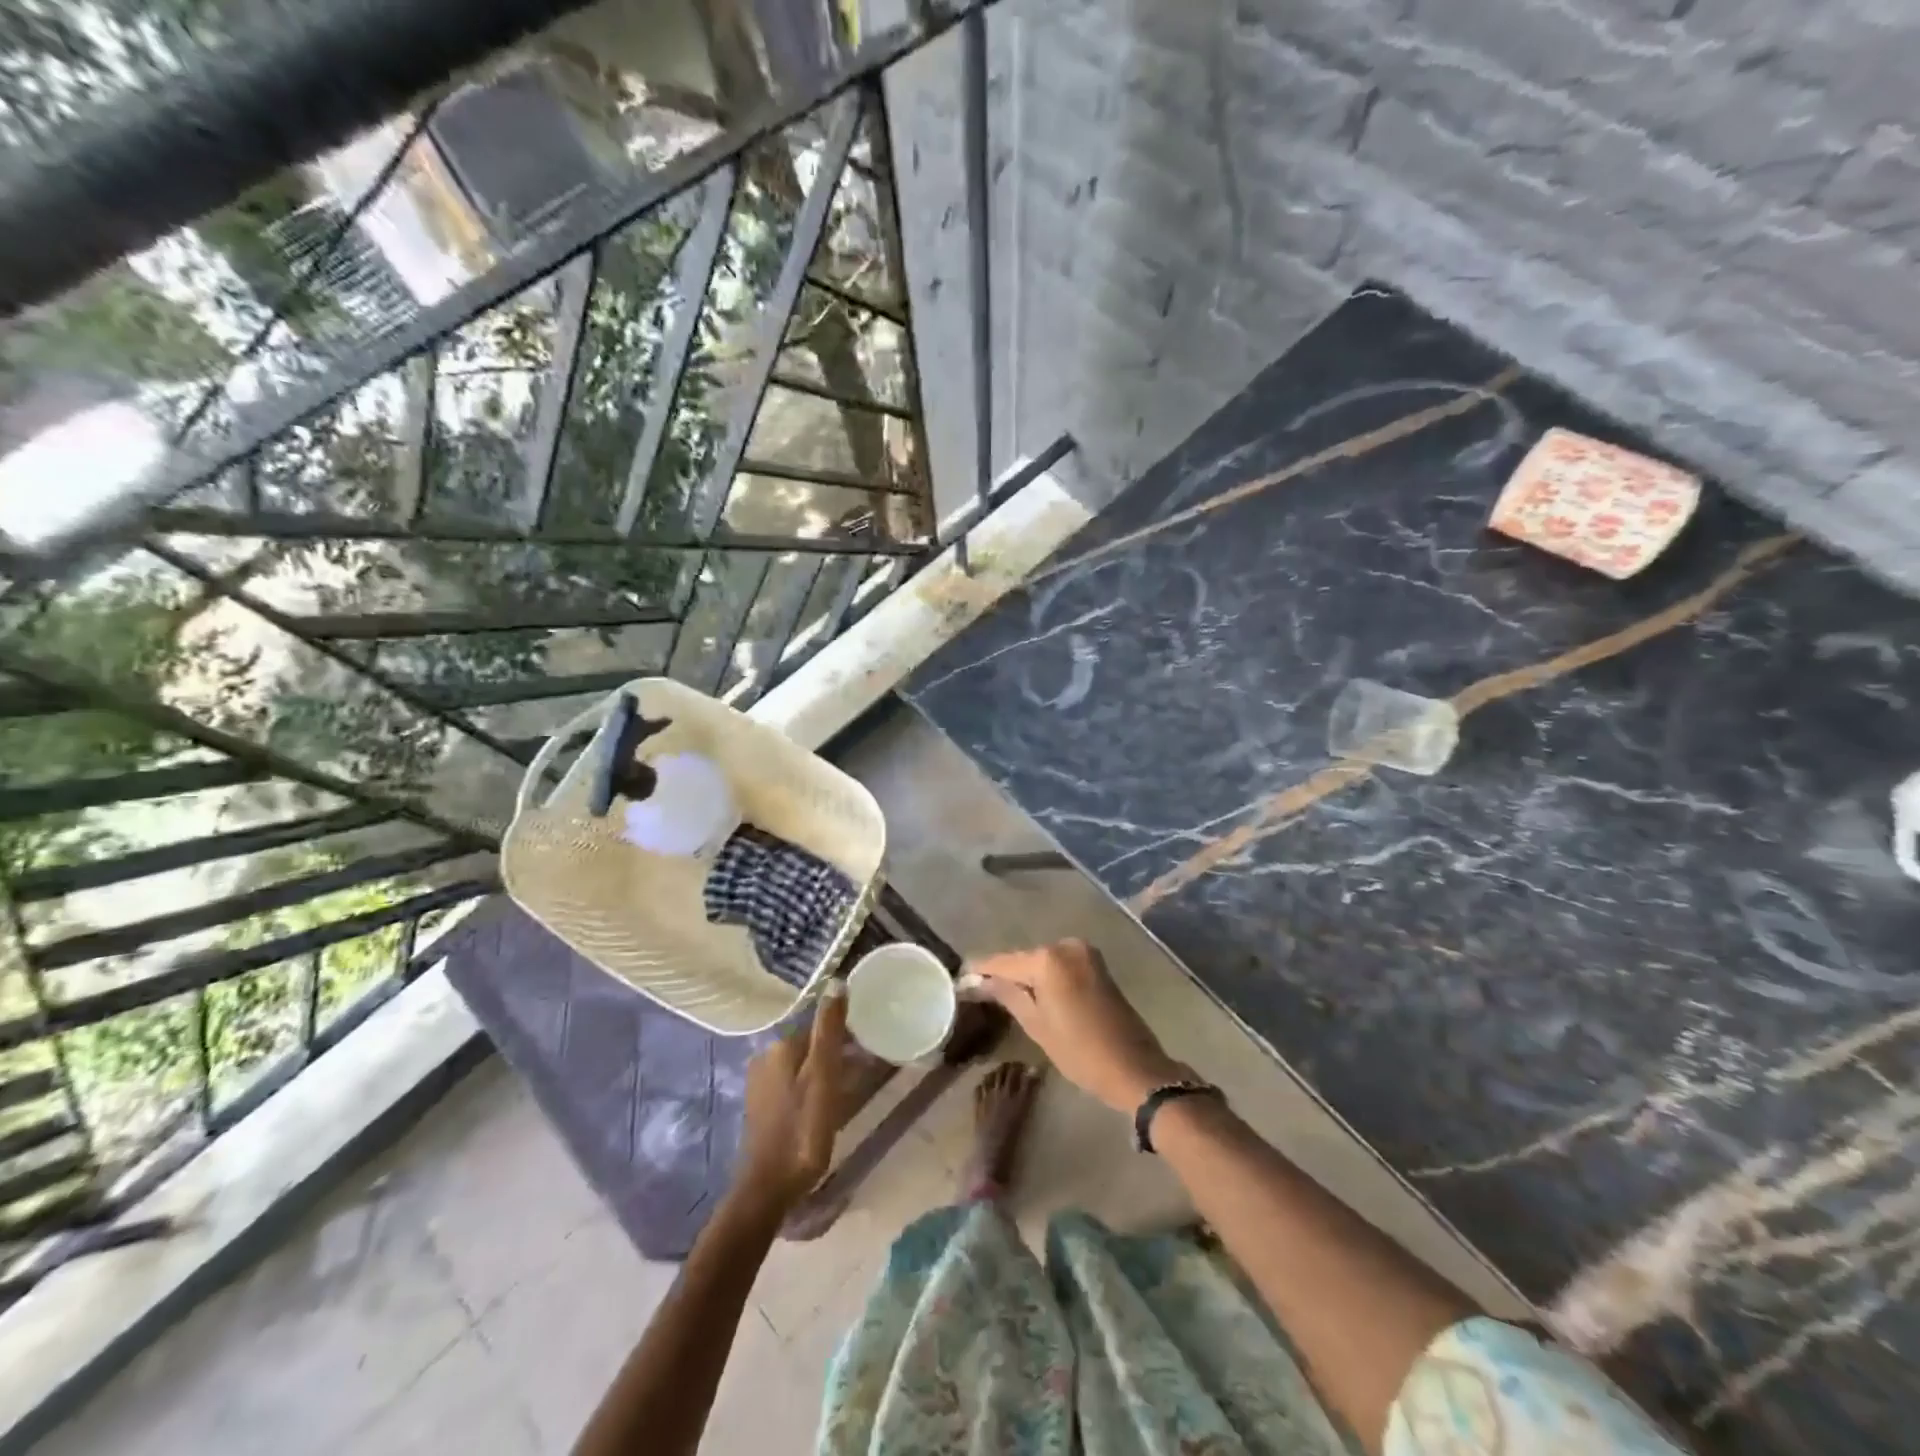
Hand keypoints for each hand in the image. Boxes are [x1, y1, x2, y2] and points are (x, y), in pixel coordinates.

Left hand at [735, 988, 847, 1211]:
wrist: (769, 1188)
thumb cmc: (803, 1129)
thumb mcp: (823, 1076)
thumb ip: (829, 1029)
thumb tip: (836, 982)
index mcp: (781, 1046)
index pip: (819, 1025)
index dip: (847, 1032)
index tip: (871, 1043)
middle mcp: (766, 1057)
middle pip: (810, 1044)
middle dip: (837, 1050)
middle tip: (867, 1067)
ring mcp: (761, 1083)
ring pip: (803, 1064)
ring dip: (826, 1070)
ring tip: (852, 1087)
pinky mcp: (762, 1106)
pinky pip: (794, 1084)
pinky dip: (813, 1086)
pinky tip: (828, 1104)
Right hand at [973, 940, 1189, 1113]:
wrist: (1135, 1067)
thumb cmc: (1080, 1052)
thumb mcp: (1036, 1026)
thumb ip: (1007, 995)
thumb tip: (977, 981)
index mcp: (1048, 959)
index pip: (1003, 961)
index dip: (981, 971)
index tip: (960, 979)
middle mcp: (1066, 946)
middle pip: (1024, 959)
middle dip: (1004, 974)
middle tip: (980, 992)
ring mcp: (1084, 953)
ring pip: (1042, 962)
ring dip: (1026, 976)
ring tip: (1003, 997)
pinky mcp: (1096, 964)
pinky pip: (1060, 965)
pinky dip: (1046, 977)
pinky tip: (1034, 995)